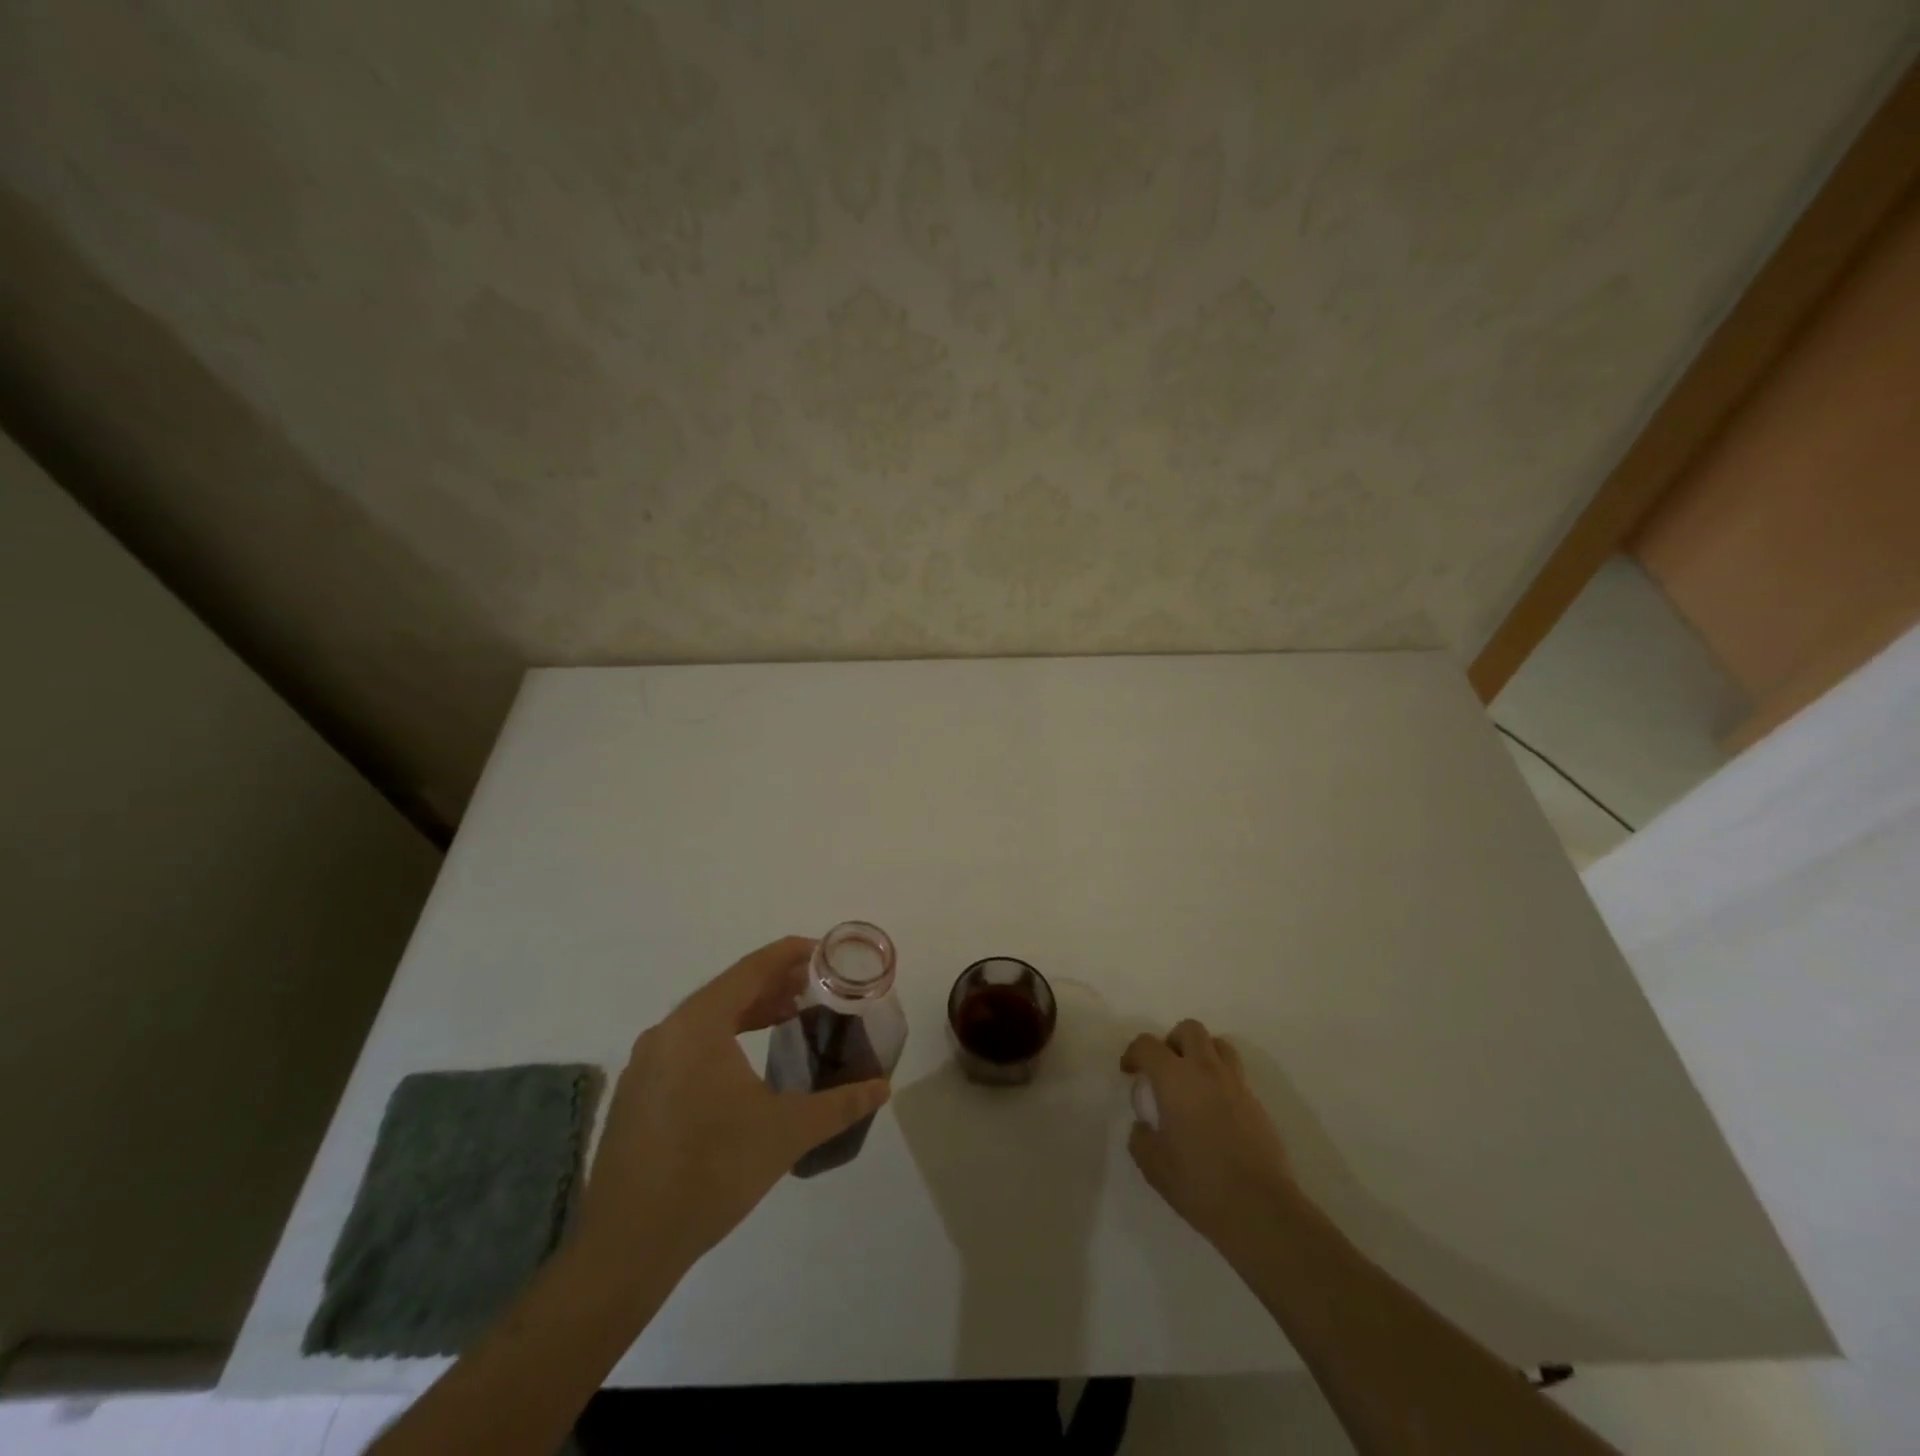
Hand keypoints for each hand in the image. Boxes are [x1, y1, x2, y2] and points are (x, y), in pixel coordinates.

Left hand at [574, 937, 890, 1285]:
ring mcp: (646, 1063)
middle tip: (818, 987)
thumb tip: (882, 1088)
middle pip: (729, 989)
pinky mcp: (638, 1093)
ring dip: (750, 1011)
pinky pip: (688, 1044)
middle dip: (776, 983)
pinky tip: (747, 1063)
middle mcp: (667, 1031)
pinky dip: (724, 1037)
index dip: (791, 954)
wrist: (627, 1246)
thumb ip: (840, 1104)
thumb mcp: (787, 1133)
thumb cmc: (712, 1172)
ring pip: (707, 1018)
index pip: (752, 968)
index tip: (825, 952)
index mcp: (699, 1024)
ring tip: (791, 1016)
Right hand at [1122, 1019, 1301, 1255]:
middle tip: (1165, 1069)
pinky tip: (1214, 1113)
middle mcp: (1206, 1070)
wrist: (1259, 1208)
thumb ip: (1141, 1137)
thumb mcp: (1152, 1164)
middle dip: (1172, 1041)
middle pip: (1189, 1029)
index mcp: (1175, 1077)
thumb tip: (1145, 1125)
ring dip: (1201, 1054)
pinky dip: (1220, 1081)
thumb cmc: (1198, 1182)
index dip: (1134, 1053)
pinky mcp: (1257, 1104)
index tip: (1130, 1072)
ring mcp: (1236, 1085)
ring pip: (1219, 1046)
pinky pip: (1235, 1076)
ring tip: (1192, 1083)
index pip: (1148, 1044)